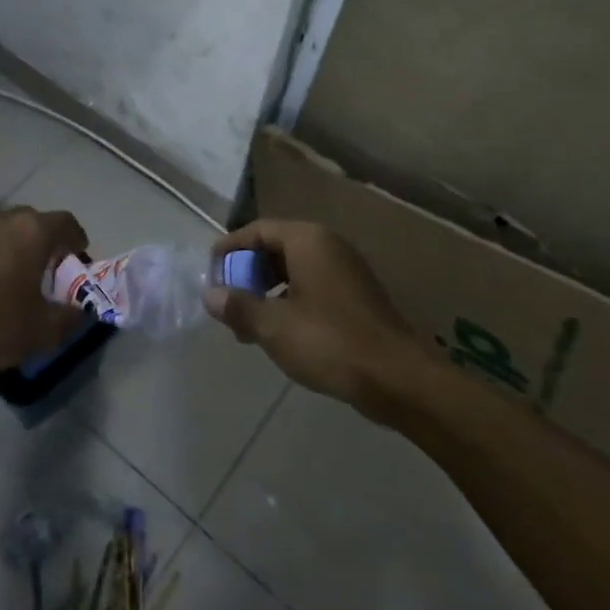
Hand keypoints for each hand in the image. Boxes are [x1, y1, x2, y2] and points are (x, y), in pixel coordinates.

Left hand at [0, 206, 89, 373]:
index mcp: (34, 232)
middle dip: (41, 240)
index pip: (66, 222)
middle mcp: (3, 218)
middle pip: (31, 220)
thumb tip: (81, 312)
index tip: (77, 257)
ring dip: (7, 243)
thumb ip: (71, 318)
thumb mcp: (44, 332)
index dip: (76, 239)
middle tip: (42, 268)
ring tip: (4, 271)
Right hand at [204, 220, 417, 406]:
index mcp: (307, 240)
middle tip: (228, 304)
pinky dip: (290, 301)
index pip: (258, 230)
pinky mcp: (357, 296)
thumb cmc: (329, 342)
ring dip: (267, 292)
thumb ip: (238, 306)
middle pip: (275, 248)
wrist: (398, 379)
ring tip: (249, 326)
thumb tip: (210, 295)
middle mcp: (328, 245)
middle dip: (247, 274)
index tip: (210, 274)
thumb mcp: (273, 326)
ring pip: (294, 270)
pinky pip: (313, 286)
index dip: (229, 249)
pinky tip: (281, 334)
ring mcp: (346, 270)